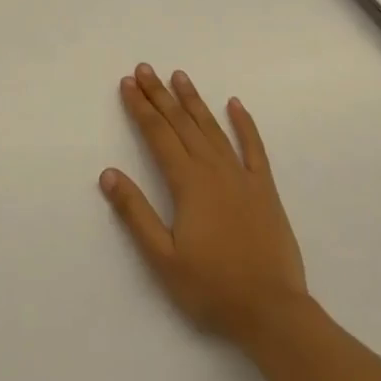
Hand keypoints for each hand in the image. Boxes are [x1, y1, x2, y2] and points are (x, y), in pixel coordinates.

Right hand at [100, 63, 308, 344]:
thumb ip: (135, 213)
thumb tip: (108, 173)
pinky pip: (253, 147)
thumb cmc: (212, 289)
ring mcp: (241, 176)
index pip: (158, 135)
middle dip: (160, 95)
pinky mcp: (264, 189)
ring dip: (194, 101)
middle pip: (181, 123)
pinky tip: (235, 104)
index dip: (140, 108)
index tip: (127, 83)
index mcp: (188, 183)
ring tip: (179, 76)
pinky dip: (244, 123)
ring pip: (212, 128)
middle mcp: (213, 169)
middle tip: (144, 68)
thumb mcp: (163, 259)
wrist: (272, 312)